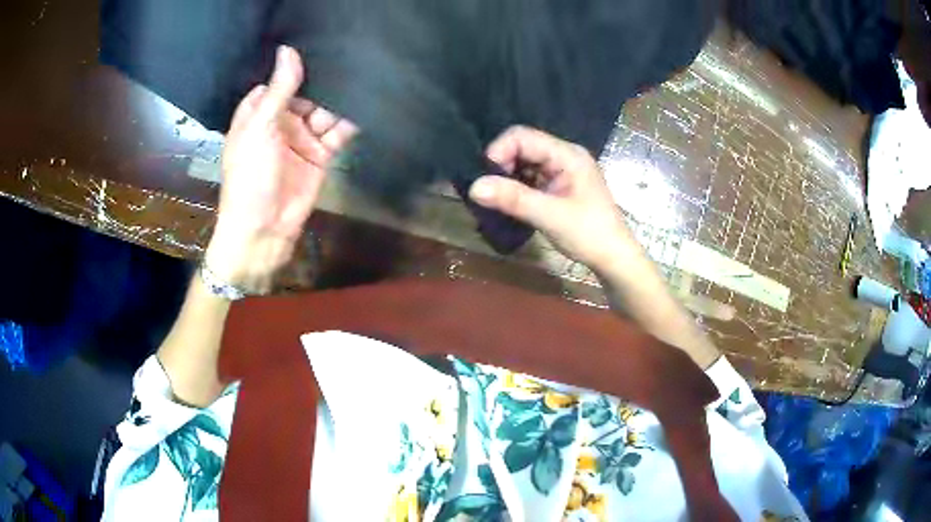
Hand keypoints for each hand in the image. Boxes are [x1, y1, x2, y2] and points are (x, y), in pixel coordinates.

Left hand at [206, 46, 357, 292]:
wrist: (264, 228)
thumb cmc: (250, 176)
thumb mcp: (260, 128)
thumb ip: (279, 90)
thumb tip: (288, 50)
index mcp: (258, 115)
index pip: (277, 82)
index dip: (292, 67)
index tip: (315, 42)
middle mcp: (280, 122)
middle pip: (305, 94)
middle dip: (322, 80)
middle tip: (349, 53)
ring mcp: (302, 138)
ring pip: (324, 111)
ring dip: (339, 99)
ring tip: (362, 75)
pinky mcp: (321, 155)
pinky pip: (337, 132)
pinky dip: (349, 122)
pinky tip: (365, 105)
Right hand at [469, 126, 635, 272]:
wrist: (613, 258)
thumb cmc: (589, 235)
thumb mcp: (549, 216)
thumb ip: (513, 198)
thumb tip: (474, 186)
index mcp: (567, 154)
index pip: (522, 136)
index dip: (498, 152)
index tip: (485, 180)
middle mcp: (564, 155)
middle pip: (522, 147)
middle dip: (501, 166)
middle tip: (488, 193)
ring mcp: (562, 170)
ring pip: (524, 163)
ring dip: (507, 178)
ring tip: (496, 200)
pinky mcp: (558, 185)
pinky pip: (530, 177)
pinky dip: (516, 188)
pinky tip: (509, 204)